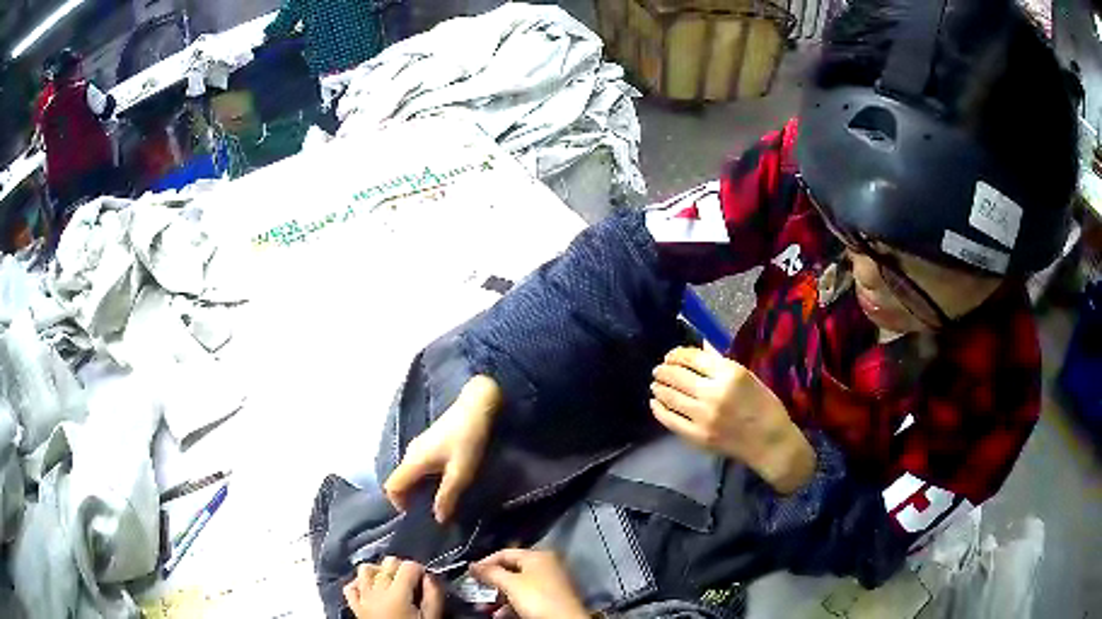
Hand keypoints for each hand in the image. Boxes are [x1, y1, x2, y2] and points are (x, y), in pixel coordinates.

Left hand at [343, 557, 443, 618]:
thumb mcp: (432, 618)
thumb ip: (434, 596)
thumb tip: (430, 576)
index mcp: (397, 595)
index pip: (408, 566)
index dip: (419, 569)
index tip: (426, 578)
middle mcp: (376, 592)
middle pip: (387, 563)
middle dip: (401, 567)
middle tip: (412, 581)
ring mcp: (363, 599)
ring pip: (365, 570)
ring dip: (378, 571)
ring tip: (391, 582)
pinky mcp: (355, 607)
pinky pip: (350, 587)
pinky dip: (359, 584)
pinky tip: (370, 590)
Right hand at [385, 375, 501, 522]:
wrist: (476, 406)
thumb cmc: (467, 441)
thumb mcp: (461, 473)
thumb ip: (447, 496)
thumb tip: (437, 519)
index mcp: (413, 461)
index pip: (391, 486)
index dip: (398, 504)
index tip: (415, 515)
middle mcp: (410, 453)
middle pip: (399, 480)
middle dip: (409, 498)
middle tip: (428, 511)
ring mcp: (418, 445)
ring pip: (409, 473)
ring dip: (417, 488)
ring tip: (436, 499)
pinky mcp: (428, 441)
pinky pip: (417, 465)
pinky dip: (423, 478)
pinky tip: (442, 481)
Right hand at [470, 549, 588, 618]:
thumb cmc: (537, 597)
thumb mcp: (510, 584)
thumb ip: (490, 573)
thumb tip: (472, 566)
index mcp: (537, 556)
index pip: (505, 553)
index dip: (485, 562)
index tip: (469, 574)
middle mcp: (545, 566)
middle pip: (510, 571)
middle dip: (491, 584)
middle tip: (475, 592)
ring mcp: (549, 583)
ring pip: (516, 587)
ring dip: (498, 598)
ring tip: (484, 608)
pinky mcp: (550, 600)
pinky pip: (525, 598)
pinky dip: (511, 605)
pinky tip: (499, 615)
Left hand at [650, 347, 815, 493]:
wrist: (770, 443)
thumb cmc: (765, 406)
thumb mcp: (748, 377)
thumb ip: (721, 363)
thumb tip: (700, 347)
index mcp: (730, 373)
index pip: (693, 358)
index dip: (677, 355)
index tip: (671, 356)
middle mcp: (713, 393)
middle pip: (678, 376)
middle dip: (664, 370)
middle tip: (658, 370)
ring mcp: (703, 416)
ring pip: (671, 397)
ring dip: (659, 388)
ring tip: (655, 384)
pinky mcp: (697, 436)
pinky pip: (670, 420)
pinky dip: (659, 410)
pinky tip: (655, 403)